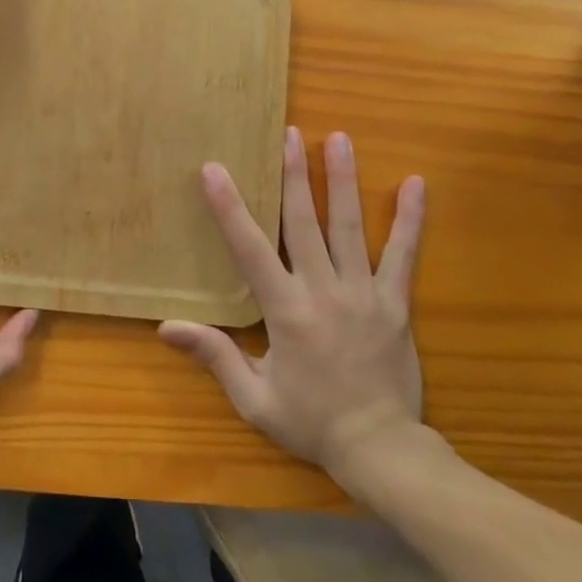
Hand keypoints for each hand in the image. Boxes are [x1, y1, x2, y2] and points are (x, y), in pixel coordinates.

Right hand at [160, 127, 425, 469]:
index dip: (230, 208)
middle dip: (294, 175)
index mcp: (286, 311)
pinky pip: (404, 255)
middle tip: (289, 133)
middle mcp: (324, 291)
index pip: (251, 249)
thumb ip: (214, 355)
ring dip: (343, 180)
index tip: (215, 170)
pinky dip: (410, 219)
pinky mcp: (396, 303)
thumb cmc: (311, 422)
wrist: (381, 449)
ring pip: (350, 227)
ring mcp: (365, 293)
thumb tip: (165, 326)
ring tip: (340, 139)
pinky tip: (417, 185)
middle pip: (305, 222)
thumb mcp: (253, 398)